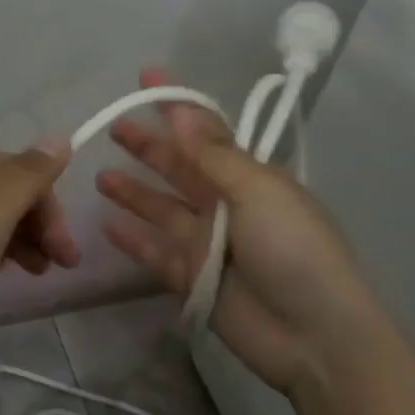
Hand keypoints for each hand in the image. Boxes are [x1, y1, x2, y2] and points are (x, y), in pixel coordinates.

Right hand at [96, 69, 384, 393]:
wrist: (314, 336)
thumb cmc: (293, 249)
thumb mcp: (258, 191)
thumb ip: (213, 154)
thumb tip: (181, 110)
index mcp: (250, 178)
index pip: (206, 132)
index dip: (177, 105)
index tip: (146, 78)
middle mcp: (227, 205)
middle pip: (179, 168)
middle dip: (148, 146)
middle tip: (113, 127)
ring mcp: (207, 244)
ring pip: (162, 209)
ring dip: (134, 192)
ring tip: (100, 176)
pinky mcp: (192, 279)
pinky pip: (155, 253)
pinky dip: (133, 240)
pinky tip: (107, 225)